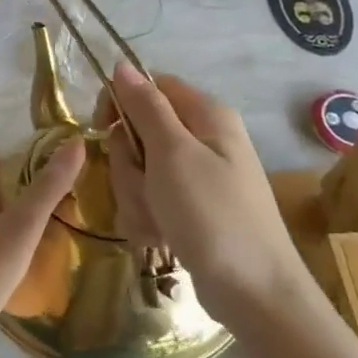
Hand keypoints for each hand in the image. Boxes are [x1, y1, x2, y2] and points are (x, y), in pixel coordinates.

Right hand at [103, 64, 309, 319]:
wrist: (254, 293)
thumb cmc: (212, 215)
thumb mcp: (172, 154)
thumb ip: (145, 107)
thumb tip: (123, 64)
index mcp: (205, 115)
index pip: (149, 87)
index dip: (121, 104)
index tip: (103, 130)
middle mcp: (204, 139)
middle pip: (139, 132)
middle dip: (130, 165)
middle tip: (145, 188)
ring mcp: (199, 176)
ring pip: (140, 170)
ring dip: (137, 196)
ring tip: (158, 221)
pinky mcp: (192, 208)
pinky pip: (152, 199)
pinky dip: (149, 217)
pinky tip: (163, 237)